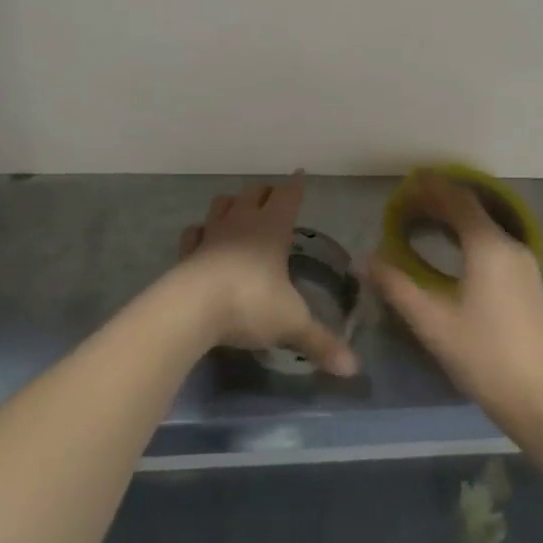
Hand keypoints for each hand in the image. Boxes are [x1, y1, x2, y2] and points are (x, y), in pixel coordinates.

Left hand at [173, 173, 358, 376]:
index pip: (288, 196)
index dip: (296, 186)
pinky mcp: (188, 252)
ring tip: (238, 211)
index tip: (300, 174)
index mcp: (273, 228)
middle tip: (273, 198)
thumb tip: (354, 368)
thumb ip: (320, 342)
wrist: (193, 308)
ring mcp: (212, 233)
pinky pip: (194, 232)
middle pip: (254, 193)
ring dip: (232, 204)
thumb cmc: (250, 303)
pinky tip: (203, 239)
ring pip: (222, 204)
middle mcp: (242, 222)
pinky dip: (201, 232)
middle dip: (265, 192)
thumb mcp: (292, 324)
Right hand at [370, 173, 542, 438]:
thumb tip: (365, 259)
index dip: (432, 187)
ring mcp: (523, 264)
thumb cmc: (484, 356)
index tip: (407, 182)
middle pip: (472, 209)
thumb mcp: (432, 322)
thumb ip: (396, 286)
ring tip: (424, 223)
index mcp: (488, 246)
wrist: (542, 400)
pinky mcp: (528, 283)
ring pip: (485, 227)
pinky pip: (494, 244)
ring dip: (455, 220)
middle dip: (440, 202)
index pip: (458, 199)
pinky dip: (469, 237)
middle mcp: (509, 245)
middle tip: (407, 203)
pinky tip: (452, 254)